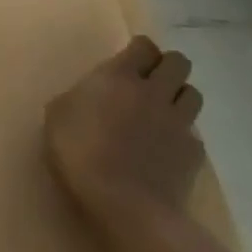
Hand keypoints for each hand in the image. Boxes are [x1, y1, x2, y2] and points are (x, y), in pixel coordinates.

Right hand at [45, 35, 206, 228]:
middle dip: (167, 67)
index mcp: (118, 77)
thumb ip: (76, 99)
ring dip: (179, 97)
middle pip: (178, 62)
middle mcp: (154, 91)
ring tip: (162, 112)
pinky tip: (166, 150)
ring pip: (193, 93)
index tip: (129, 62)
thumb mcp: (57, 119)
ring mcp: (179, 122)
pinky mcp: (194, 152)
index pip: (143, 46)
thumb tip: (86, 97)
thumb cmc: (80, 155)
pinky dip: (182, 135)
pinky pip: (193, 133)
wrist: (125, 205)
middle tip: (149, 83)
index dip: (139, 51)